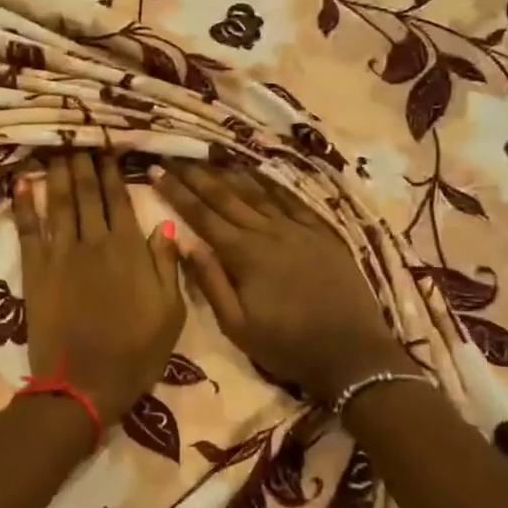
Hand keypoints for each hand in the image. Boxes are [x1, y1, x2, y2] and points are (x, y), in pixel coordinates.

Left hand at [16, 153, 183, 425]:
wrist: (85, 384)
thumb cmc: (136, 353)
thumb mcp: (170, 313)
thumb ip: (167, 264)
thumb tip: (165, 223)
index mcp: (129, 249)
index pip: (119, 199)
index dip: (112, 170)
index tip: (106, 145)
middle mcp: (94, 242)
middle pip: (86, 192)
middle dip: (82, 161)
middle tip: (76, 133)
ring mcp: (61, 254)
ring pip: (58, 202)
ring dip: (56, 171)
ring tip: (54, 146)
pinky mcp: (35, 270)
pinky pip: (28, 229)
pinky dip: (23, 204)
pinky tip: (21, 182)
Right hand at [154, 161, 406, 402]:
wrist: (352, 352)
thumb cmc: (287, 346)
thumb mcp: (237, 326)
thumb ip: (211, 282)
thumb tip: (186, 243)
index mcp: (244, 255)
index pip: (202, 216)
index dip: (176, 192)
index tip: (155, 171)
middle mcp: (269, 232)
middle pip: (226, 197)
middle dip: (197, 175)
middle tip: (175, 156)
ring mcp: (298, 229)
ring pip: (258, 192)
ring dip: (231, 173)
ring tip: (210, 156)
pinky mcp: (322, 233)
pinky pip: (292, 200)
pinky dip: (272, 184)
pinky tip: (261, 174)